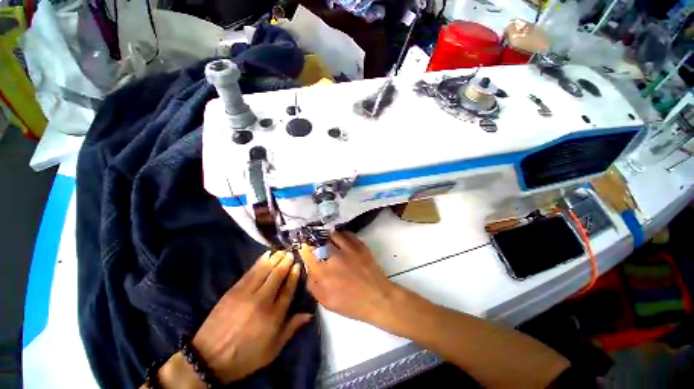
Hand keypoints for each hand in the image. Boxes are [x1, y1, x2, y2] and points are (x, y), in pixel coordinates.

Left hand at [191, 251, 311, 383]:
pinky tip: (265, 255)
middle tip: (291, 253)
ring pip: (264, 271)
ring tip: (281, 251)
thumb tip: (309, 314)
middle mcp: (262, 301)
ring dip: (275, 259)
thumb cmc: (245, 356)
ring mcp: (246, 294)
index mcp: (274, 316)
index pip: (288, 290)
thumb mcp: (272, 349)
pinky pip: (250, 272)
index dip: (294, 276)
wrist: (209, 358)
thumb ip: (291, 329)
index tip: (298, 265)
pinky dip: (259, 262)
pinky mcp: (233, 291)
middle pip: (277, 276)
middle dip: (285, 263)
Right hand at [299, 231, 397, 323]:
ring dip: (329, 237)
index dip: (304, 249)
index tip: (304, 248)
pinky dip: (342, 235)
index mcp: (324, 272)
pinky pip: (347, 234)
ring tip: (330, 241)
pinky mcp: (360, 245)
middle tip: (317, 245)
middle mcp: (334, 257)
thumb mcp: (326, 302)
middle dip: (315, 242)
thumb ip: (313, 285)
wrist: (377, 297)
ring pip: (333, 235)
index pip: (308, 254)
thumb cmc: (351, 303)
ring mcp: (348, 249)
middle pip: (319, 242)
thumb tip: (309, 269)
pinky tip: (342, 240)